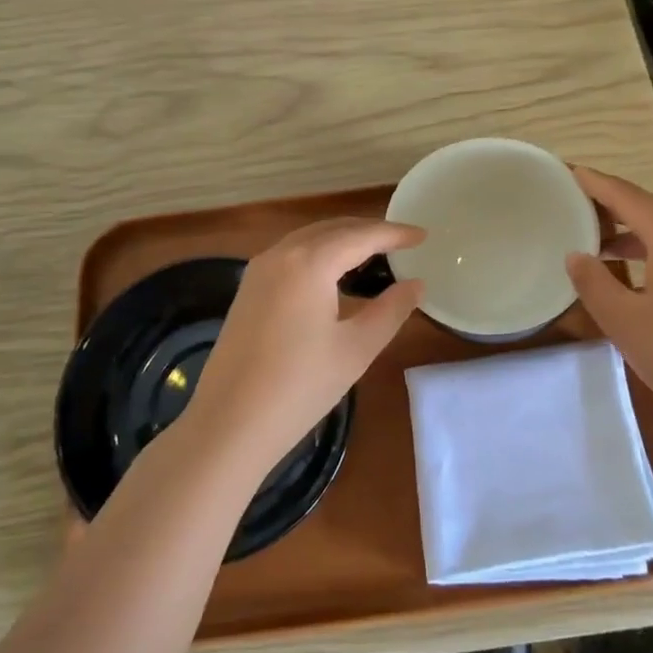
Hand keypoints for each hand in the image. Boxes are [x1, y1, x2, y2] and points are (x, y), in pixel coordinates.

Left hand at [189, 218, 425, 471]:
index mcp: (309, 262)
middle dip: (368, 231)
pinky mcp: (248, 289)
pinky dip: (319, 255)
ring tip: (374, 255)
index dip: (394, 233)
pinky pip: (291, 255)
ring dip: (342, 240)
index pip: (361, 236)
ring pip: (309, 239)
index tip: (423, 235)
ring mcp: (258, 270)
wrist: (229, 423)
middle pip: (332, 229)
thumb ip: (391, 310)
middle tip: (402, 242)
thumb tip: (416, 284)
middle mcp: (281, 254)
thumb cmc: (300, 386)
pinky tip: (334, 276)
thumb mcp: (356, 348)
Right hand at [564, 166, 652, 424]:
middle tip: (581, 211)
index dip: (597, 183)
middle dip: (617, 210)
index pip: (629, 197)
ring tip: (605, 250)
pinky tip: (645, 283)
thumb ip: (594, 283)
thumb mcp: (624, 320)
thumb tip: (577, 256)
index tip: (572, 172)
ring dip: (639, 238)